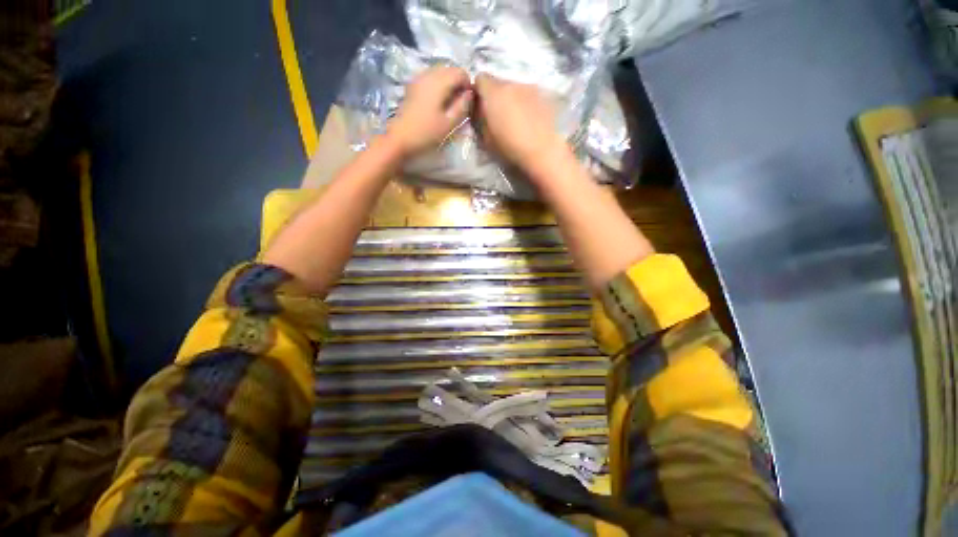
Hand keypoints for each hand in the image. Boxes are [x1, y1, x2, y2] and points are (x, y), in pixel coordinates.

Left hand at [386, 66, 473, 158]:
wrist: (400, 138)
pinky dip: (438, 87)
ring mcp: (418, 79)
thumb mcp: (449, 123)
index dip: (468, 85)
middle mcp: (428, 74)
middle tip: (460, 104)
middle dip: (458, 84)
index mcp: (439, 81)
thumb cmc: (426, 133)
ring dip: (448, 85)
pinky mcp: (413, 86)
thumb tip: (470, 94)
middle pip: (450, 69)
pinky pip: (431, 79)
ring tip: (449, 105)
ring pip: (440, 73)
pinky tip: (438, 103)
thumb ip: (462, 106)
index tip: (468, 102)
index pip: (460, 72)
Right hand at [474, 74, 567, 173]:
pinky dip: (526, 103)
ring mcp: (531, 87)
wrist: (543, 152)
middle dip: (496, 96)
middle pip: (499, 83)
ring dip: (512, 99)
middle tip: (498, 116)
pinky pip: (529, 95)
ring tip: (516, 119)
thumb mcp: (486, 139)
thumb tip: (479, 110)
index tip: (480, 107)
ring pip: (515, 88)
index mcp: (494, 93)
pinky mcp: (544, 95)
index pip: (480, 78)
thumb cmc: (511, 148)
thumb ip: (480, 119)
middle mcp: (512, 83)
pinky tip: (530, 120)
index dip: (478, 91)